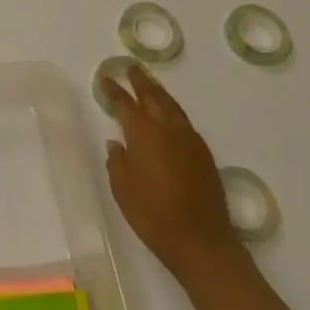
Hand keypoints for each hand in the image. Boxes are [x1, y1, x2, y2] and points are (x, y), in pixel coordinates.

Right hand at [101, 63, 238, 279]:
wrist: (202, 242)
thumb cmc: (154, 216)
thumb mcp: (123, 190)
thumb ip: (118, 162)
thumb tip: (117, 143)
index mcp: (144, 134)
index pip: (125, 103)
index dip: (114, 90)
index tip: (105, 78)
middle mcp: (168, 129)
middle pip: (152, 96)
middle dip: (140, 81)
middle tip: (131, 67)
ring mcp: (190, 140)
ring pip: (172, 106)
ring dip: (159, 92)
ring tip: (150, 82)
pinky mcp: (204, 154)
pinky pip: (185, 122)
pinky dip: (174, 111)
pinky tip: (170, 115)